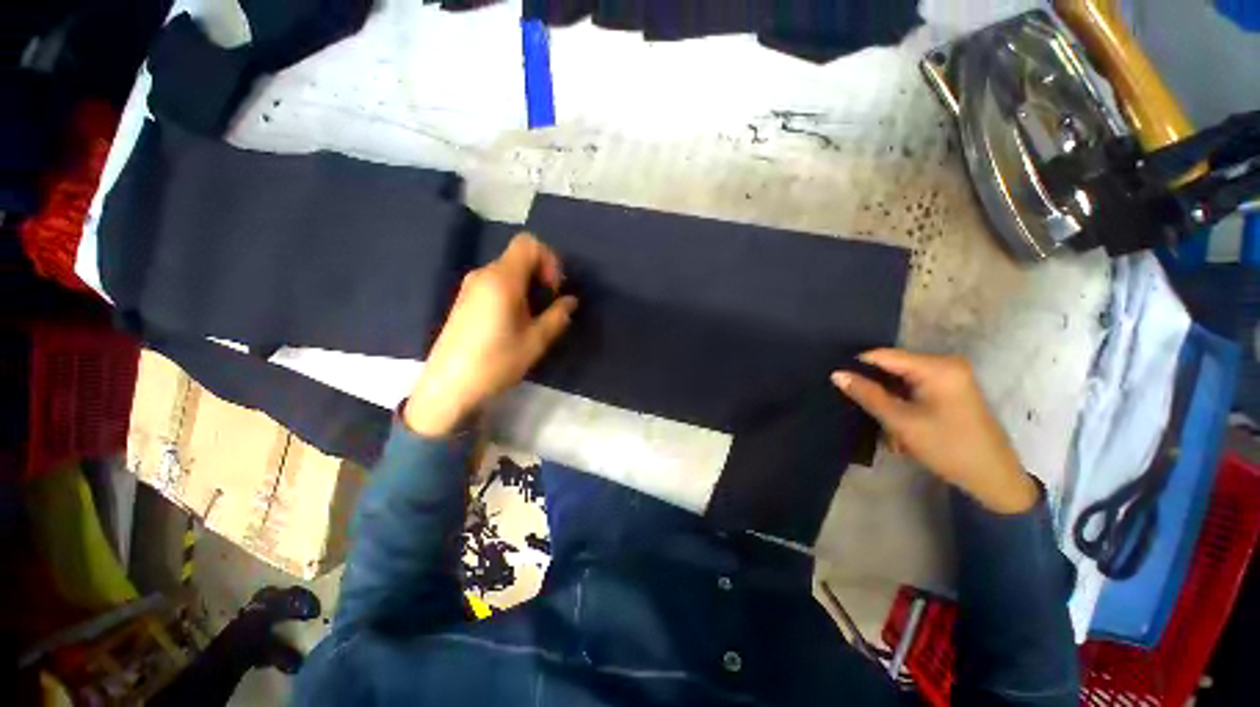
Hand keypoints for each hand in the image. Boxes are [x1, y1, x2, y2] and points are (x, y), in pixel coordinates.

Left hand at [404, 233, 577, 436]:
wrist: (448, 387)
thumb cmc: (495, 362)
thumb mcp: (535, 341)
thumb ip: (557, 316)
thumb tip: (570, 301)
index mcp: (502, 280)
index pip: (529, 244)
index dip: (549, 260)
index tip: (554, 290)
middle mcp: (483, 275)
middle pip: (519, 256)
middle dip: (541, 275)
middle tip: (549, 306)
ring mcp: (471, 287)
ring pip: (509, 271)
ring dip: (529, 287)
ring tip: (534, 318)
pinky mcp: (465, 301)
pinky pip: (496, 284)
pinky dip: (514, 293)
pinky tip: (515, 322)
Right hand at [832, 349, 1038, 513]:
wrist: (994, 477)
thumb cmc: (947, 447)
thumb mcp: (900, 421)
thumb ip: (867, 394)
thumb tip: (836, 374)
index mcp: (937, 366)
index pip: (883, 355)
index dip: (857, 366)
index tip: (837, 381)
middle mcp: (945, 363)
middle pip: (892, 367)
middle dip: (875, 388)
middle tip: (861, 408)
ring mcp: (950, 375)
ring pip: (900, 379)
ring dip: (888, 400)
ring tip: (884, 424)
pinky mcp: (951, 388)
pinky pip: (914, 387)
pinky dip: (901, 403)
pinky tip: (898, 425)